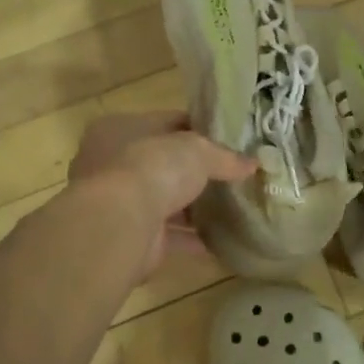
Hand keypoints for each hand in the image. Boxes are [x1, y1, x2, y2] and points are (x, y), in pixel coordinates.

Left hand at [68, 112, 255, 278]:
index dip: (195, 129)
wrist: (120, 224)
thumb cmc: (152, 168)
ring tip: (231, 207)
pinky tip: (222, 240)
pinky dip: (192, 238)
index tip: (227, 139)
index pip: (163, 123)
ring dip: (193, 207)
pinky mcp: (131, 237)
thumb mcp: (198, 150)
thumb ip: (225, 156)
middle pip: (162, 164)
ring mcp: (119, 203)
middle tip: (231, 175)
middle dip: (193, 172)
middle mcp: (111, 164)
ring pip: (163, 201)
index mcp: (118, 129)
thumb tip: (252, 164)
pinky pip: (169, 235)